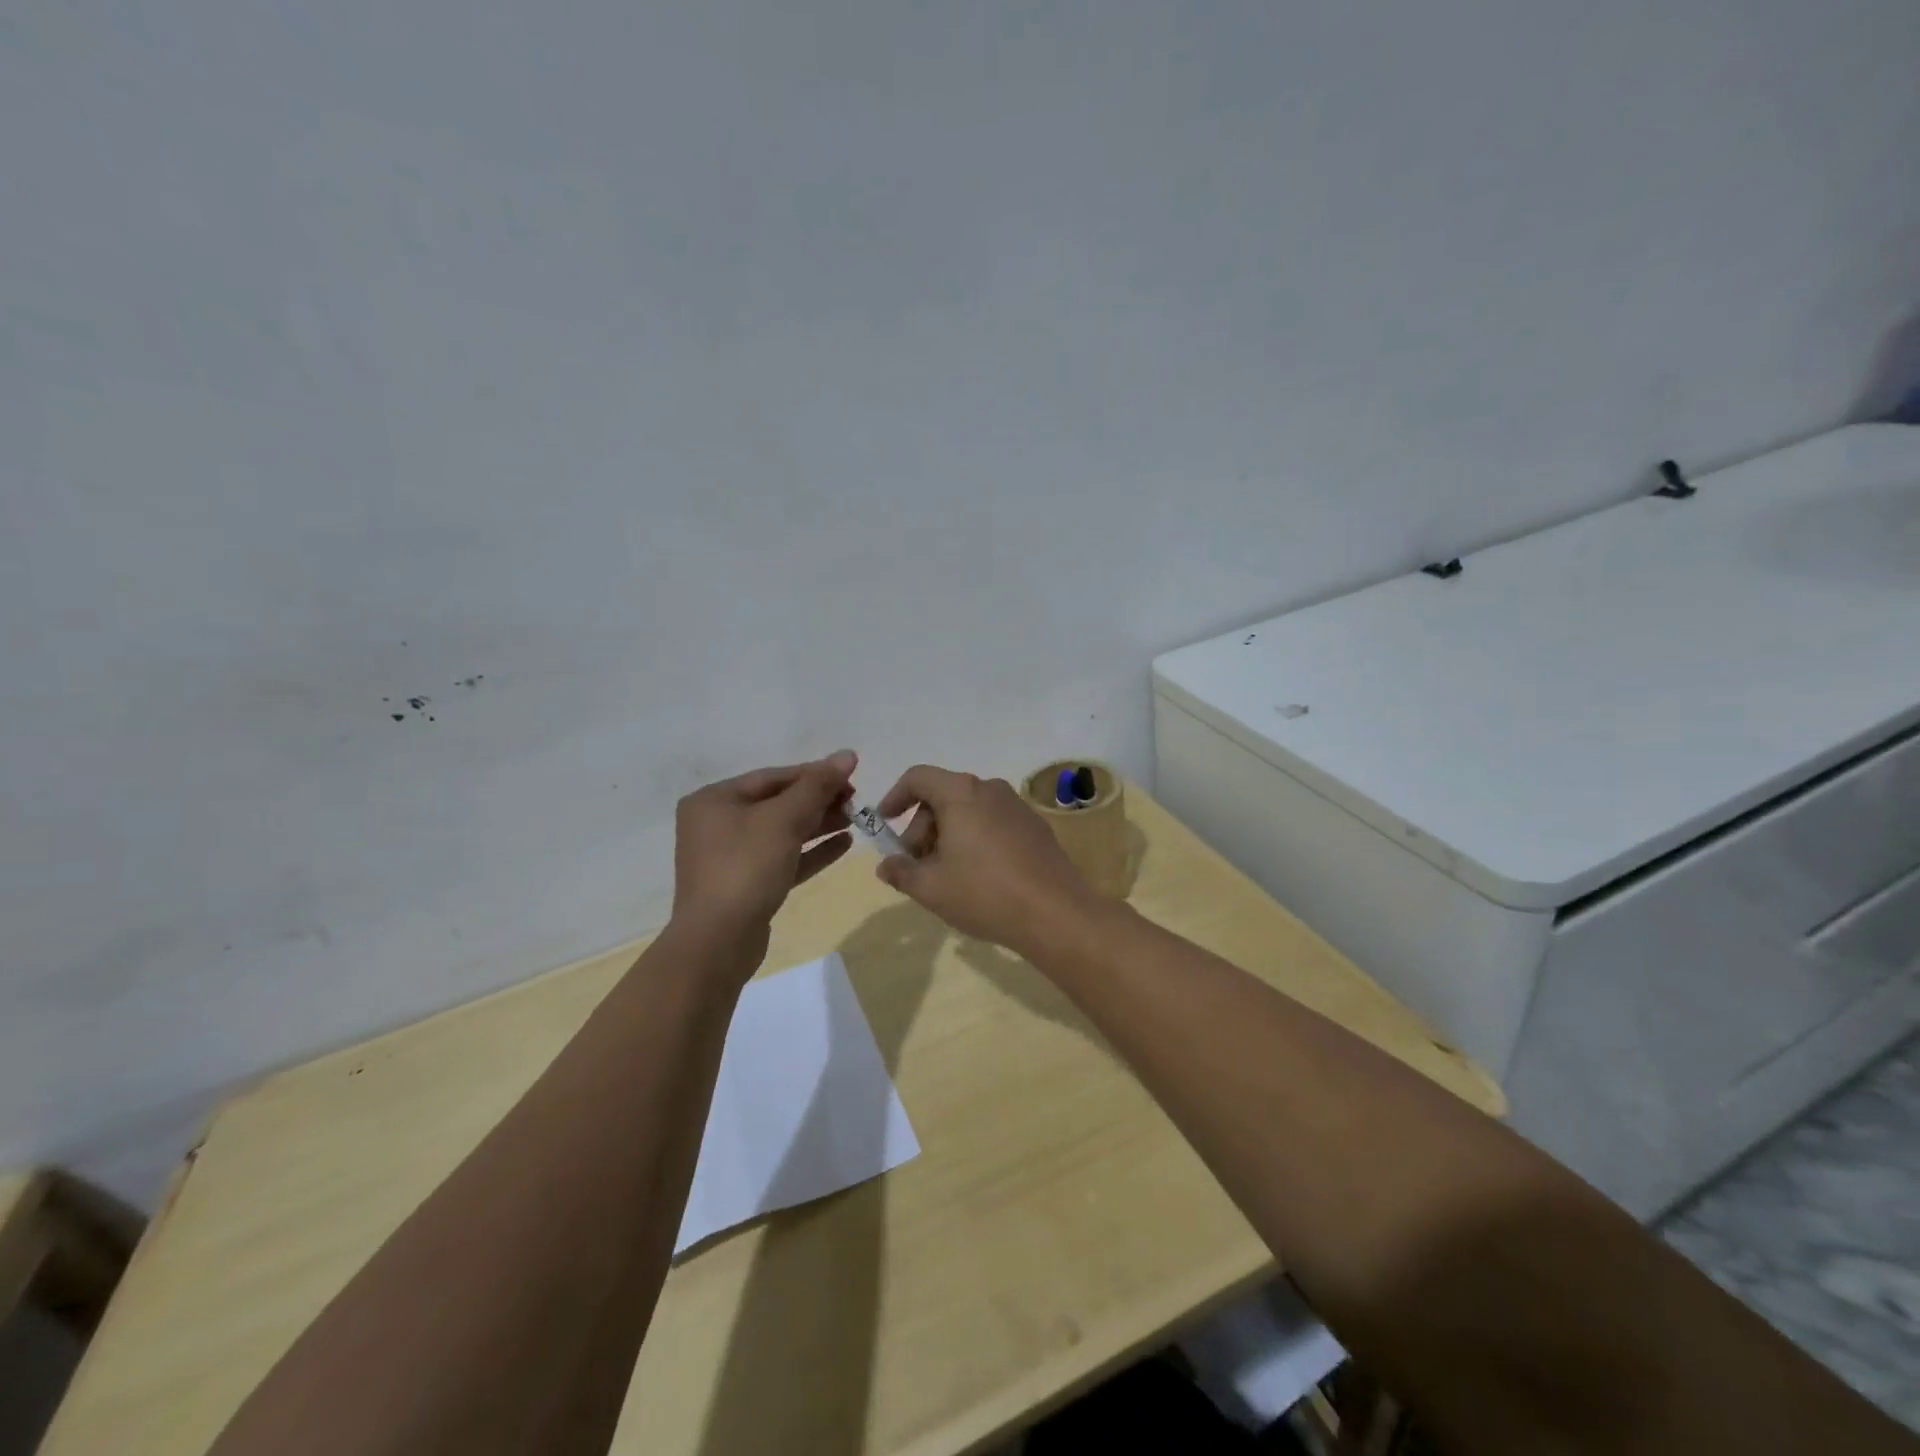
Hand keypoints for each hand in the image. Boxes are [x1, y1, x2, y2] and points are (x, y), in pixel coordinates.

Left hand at [670, 751, 857, 963]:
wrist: (718, 941)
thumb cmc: (746, 867)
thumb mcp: (784, 820)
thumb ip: (817, 785)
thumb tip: (847, 754)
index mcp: (714, 800)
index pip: (772, 777)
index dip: (814, 773)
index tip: (851, 775)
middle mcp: (717, 824)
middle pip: (777, 803)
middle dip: (818, 800)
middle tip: (856, 799)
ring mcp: (730, 857)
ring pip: (782, 832)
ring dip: (819, 824)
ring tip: (855, 818)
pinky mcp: (747, 885)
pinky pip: (783, 858)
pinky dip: (811, 851)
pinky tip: (843, 844)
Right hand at [873, 765, 1098, 955]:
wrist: (1056, 914)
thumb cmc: (984, 893)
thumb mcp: (930, 888)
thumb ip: (901, 871)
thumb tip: (886, 865)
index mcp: (961, 793)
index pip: (918, 778)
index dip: (895, 797)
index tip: (884, 824)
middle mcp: (991, 789)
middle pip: (944, 796)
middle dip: (922, 827)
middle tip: (915, 865)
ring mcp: (1017, 807)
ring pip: (970, 811)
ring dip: (948, 835)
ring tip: (945, 875)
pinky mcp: (1036, 827)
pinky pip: (993, 823)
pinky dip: (975, 839)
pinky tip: (978, 877)